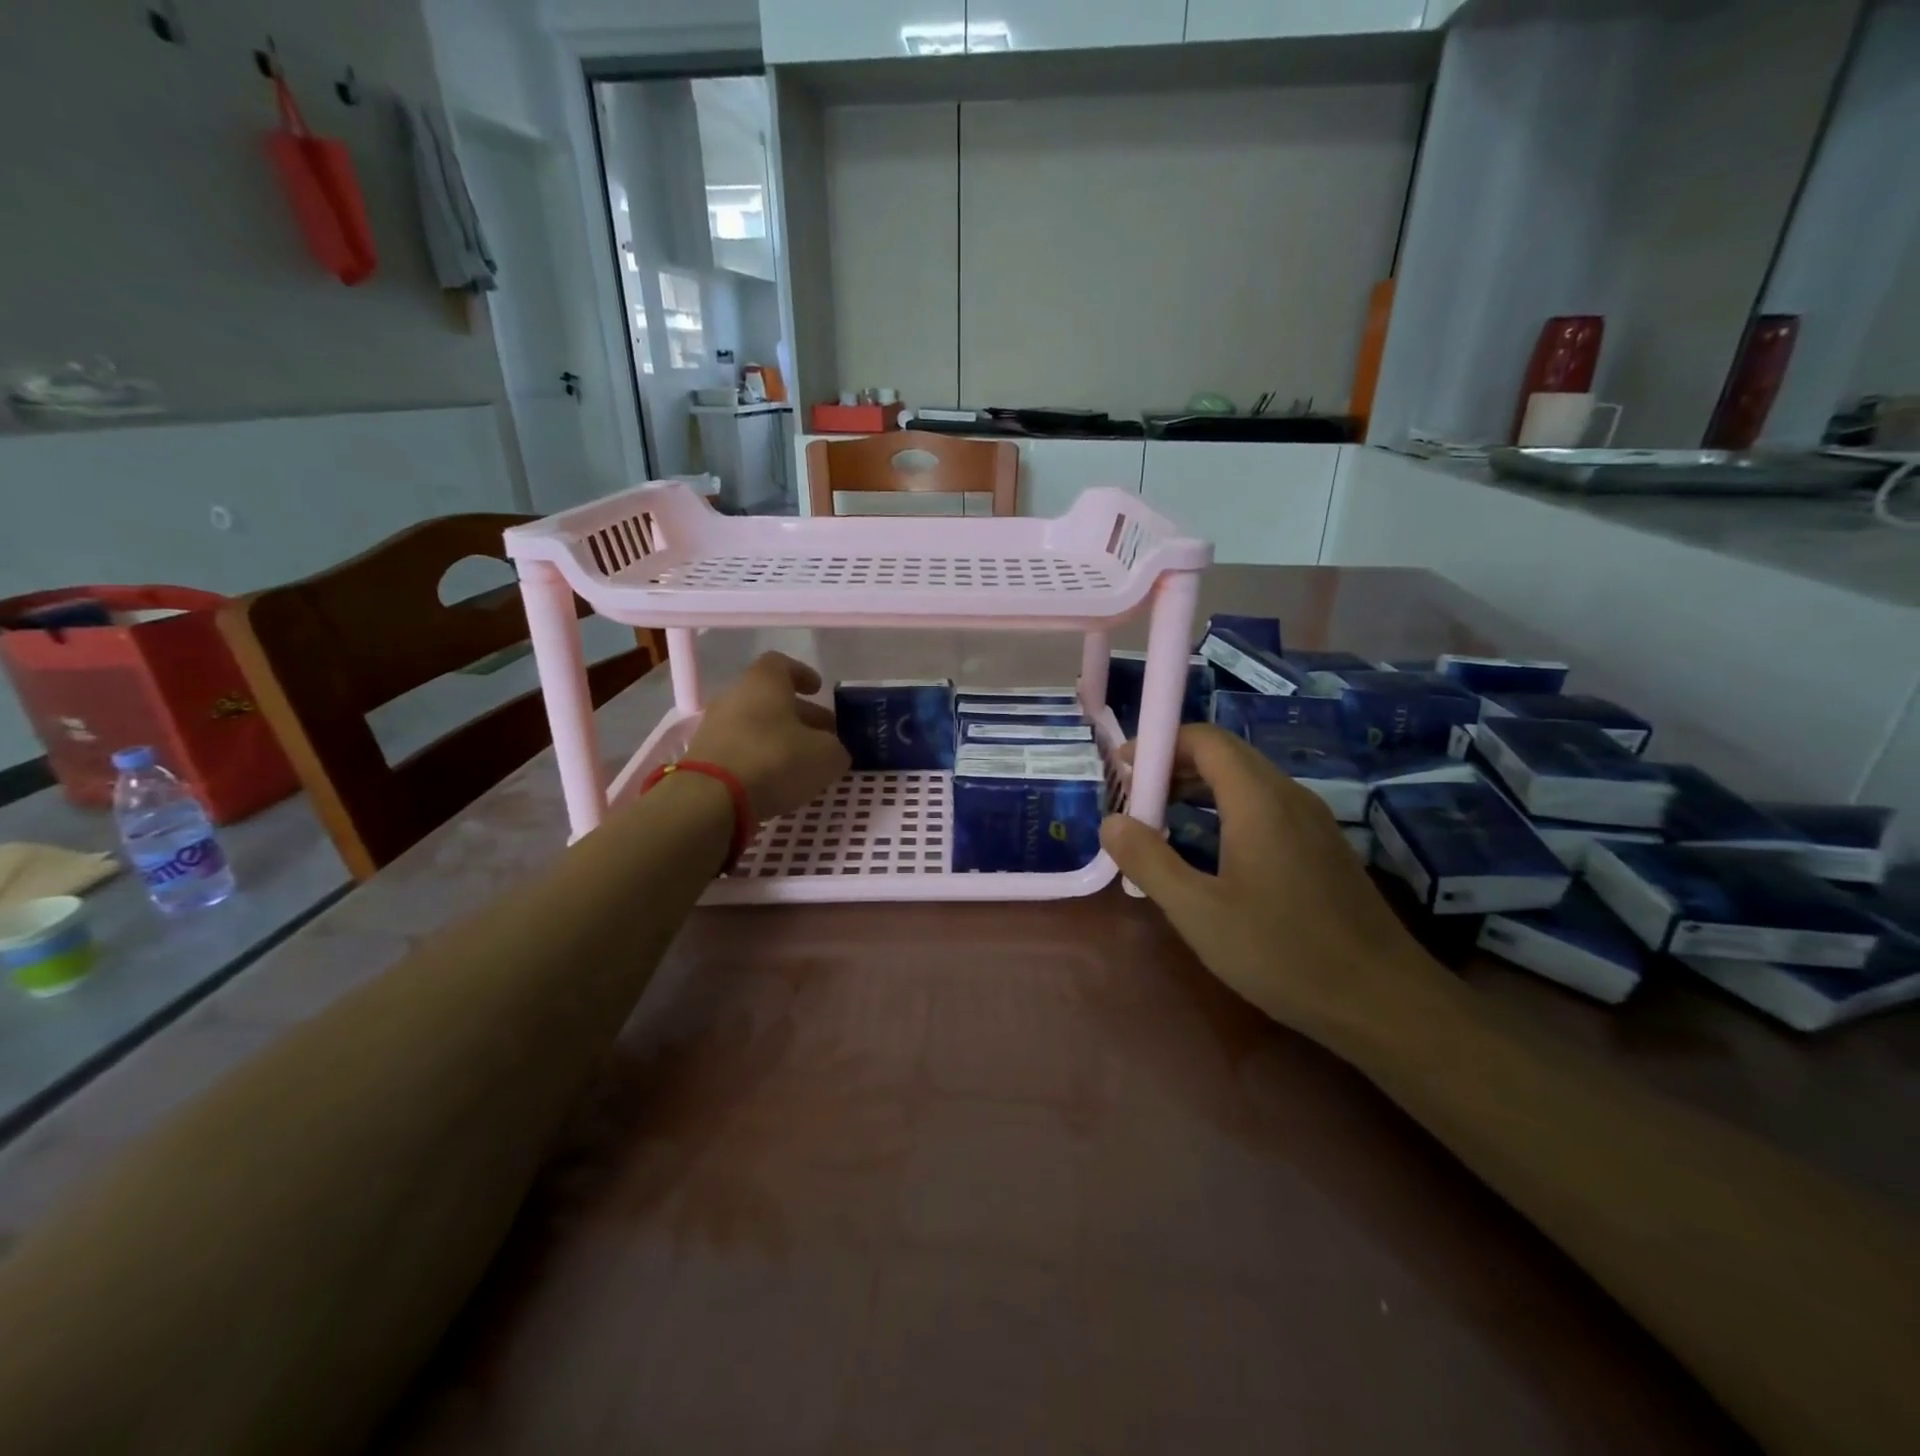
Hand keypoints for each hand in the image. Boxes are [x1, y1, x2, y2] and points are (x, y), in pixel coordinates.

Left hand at [686, 652, 849, 821]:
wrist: (711, 799)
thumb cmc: (775, 760)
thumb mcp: (826, 756)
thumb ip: (836, 749)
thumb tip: (833, 751)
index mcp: (764, 682)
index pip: (782, 664)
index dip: (803, 675)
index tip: (818, 690)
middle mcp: (735, 696)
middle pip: (771, 698)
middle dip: (800, 715)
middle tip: (824, 736)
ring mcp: (715, 726)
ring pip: (755, 725)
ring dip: (780, 739)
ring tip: (803, 763)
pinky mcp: (704, 757)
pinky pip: (740, 749)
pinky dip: (760, 759)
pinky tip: (777, 780)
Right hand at [1101, 725, 1437, 1043]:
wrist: (1383, 1001)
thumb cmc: (1283, 953)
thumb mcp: (1199, 913)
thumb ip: (1149, 862)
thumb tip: (1111, 822)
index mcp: (1259, 800)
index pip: (1205, 739)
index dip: (1159, 743)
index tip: (1122, 769)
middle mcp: (1289, 796)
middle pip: (1226, 754)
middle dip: (1173, 764)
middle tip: (1134, 796)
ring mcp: (1312, 820)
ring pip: (1247, 780)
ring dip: (1199, 786)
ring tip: (1160, 819)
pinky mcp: (1322, 846)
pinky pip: (1265, 805)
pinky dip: (1226, 807)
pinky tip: (1209, 847)